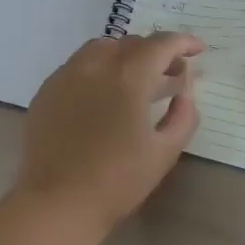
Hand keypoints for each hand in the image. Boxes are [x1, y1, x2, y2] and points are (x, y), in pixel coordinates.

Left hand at [13, 32, 202, 232]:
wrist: (57, 202)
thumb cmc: (116, 180)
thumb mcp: (164, 152)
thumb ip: (183, 117)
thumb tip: (184, 95)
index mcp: (128, 77)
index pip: (161, 44)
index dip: (182, 42)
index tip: (197, 49)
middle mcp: (95, 65)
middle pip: (131, 43)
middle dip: (155, 52)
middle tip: (170, 73)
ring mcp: (66, 75)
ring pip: (101, 48)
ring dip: (124, 55)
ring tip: (136, 79)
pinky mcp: (47, 90)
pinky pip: (77, 65)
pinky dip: (98, 69)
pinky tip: (102, 95)